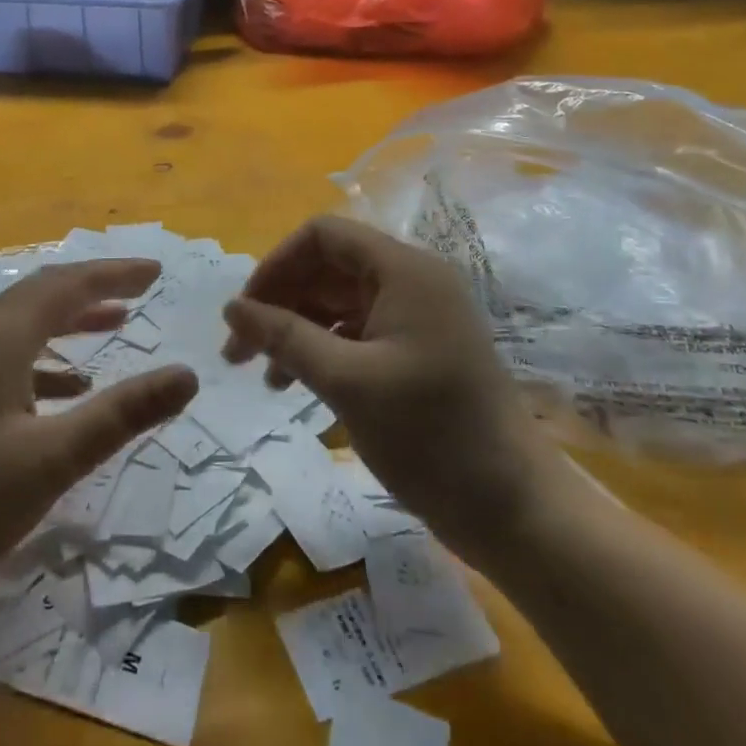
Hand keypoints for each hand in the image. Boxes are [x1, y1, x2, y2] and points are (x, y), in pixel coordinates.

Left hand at [0, 260, 198, 626]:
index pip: (67, 284)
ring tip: (112, 329)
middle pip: (41, 295)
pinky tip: (61, 394)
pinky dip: (42, 362)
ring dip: (68, 322)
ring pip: (20, 326)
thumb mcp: (51, 460)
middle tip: (139, 291)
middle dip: (93, 288)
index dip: (114, 274)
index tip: (155, 271)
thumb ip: (122, 414)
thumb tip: (186, 375)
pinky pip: (3, 359)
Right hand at [223, 216, 565, 559]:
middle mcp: (412, 280)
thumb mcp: (346, 382)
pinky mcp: (420, 350)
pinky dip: (324, 349)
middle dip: (281, 302)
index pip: (323, 236)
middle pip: (329, 267)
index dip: (277, 265)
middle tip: (240, 350)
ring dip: (297, 329)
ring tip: (266, 377)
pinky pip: (359, 331)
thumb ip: (284, 337)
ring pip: (340, 301)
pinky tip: (298, 385)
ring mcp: (418, 316)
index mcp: (403, 270)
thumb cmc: (430, 436)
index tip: (245, 312)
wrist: (514, 510)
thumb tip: (231, 307)